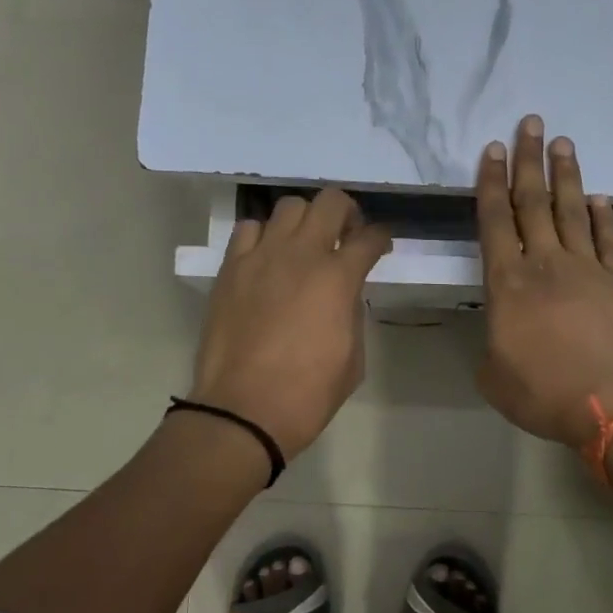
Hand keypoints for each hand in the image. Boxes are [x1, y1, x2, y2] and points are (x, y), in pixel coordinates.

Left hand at [189, 188, 392, 459]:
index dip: (381, 238)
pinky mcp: (230, 268)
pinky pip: (249, 230)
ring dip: (304, 221)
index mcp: (338, 278)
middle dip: (346, 213)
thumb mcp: (352, 358)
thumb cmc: (307, 394)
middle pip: (331, 202)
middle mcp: (301, 254)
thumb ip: (352, 314)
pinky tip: (267, 259)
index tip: (380, 246)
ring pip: (288, 207)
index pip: (370, 237)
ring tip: (303, 245)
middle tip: (345, 237)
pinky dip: (264, 236)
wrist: (243, 410)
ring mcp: (261, 256)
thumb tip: (344, 295)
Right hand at [475, 116, 612, 448]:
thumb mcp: (495, 377)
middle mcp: (546, 264)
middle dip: (528, 162)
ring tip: (562, 143)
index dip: (491, 183)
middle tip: (530, 124)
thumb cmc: (545, 391)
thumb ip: (492, 349)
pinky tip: (599, 198)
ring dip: (565, 176)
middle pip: (533, 202)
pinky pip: (608, 240)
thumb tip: (501, 340)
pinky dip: (603, 217)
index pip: (495, 221)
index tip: (492, 150)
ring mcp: (587, 269)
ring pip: (571, 211)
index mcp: (507, 283)